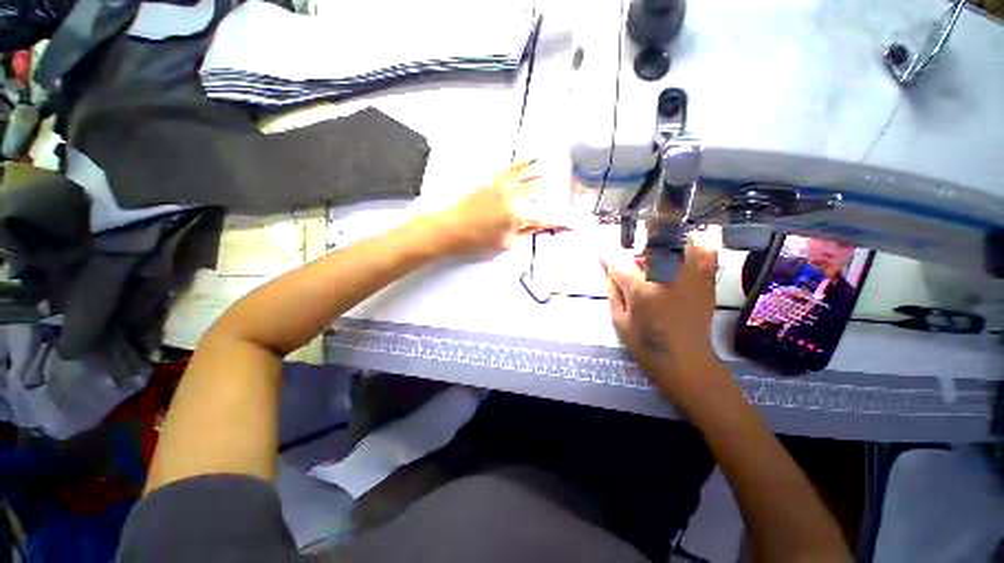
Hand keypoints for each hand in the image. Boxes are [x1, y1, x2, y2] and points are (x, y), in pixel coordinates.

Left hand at [431, 161, 566, 256]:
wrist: (448, 228)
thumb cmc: (475, 241)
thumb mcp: (504, 244)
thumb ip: (524, 234)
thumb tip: (538, 228)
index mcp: (517, 216)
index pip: (545, 218)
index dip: (561, 222)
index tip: (572, 224)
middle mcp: (513, 197)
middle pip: (539, 192)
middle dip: (552, 194)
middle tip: (564, 194)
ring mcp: (502, 186)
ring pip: (527, 176)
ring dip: (541, 175)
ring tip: (553, 171)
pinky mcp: (491, 180)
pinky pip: (511, 168)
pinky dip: (523, 163)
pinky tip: (531, 158)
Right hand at [602, 242, 728, 406]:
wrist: (686, 360)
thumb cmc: (646, 343)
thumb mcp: (619, 320)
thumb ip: (613, 291)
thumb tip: (609, 270)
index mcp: (641, 290)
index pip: (620, 262)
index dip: (608, 257)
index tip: (601, 253)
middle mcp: (667, 277)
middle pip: (647, 248)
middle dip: (636, 255)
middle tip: (633, 268)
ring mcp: (691, 277)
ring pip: (676, 245)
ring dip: (662, 248)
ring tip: (657, 262)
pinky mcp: (706, 281)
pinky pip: (706, 254)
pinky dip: (696, 248)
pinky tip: (684, 255)